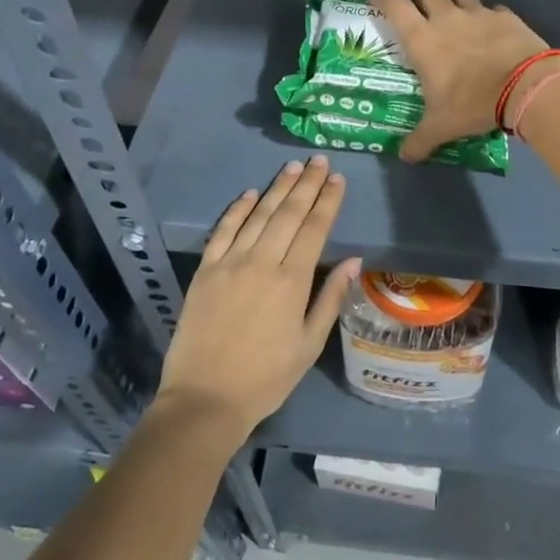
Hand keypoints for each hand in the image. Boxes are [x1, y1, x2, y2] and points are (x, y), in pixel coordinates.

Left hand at [156, 157, 360, 442]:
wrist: (204, 399)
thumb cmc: (266, 378)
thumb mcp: (309, 344)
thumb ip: (331, 298)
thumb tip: (354, 260)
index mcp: (292, 280)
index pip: (315, 228)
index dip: (328, 201)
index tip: (338, 179)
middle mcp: (262, 262)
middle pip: (288, 213)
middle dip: (307, 184)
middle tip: (319, 160)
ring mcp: (230, 263)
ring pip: (258, 215)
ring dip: (277, 188)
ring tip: (293, 167)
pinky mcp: (205, 271)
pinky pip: (223, 231)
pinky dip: (237, 210)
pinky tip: (250, 194)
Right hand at [369, 0, 554, 161]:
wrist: (526, 86)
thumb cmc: (473, 102)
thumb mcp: (442, 126)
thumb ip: (420, 140)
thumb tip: (405, 156)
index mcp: (422, 39)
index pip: (394, 5)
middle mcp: (446, 18)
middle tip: (420, 10)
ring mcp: (478, 13)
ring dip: (453, 2)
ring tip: (456, 18)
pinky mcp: (505, 15)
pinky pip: (491, 9)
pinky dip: (487, 16)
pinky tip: (491, 30)